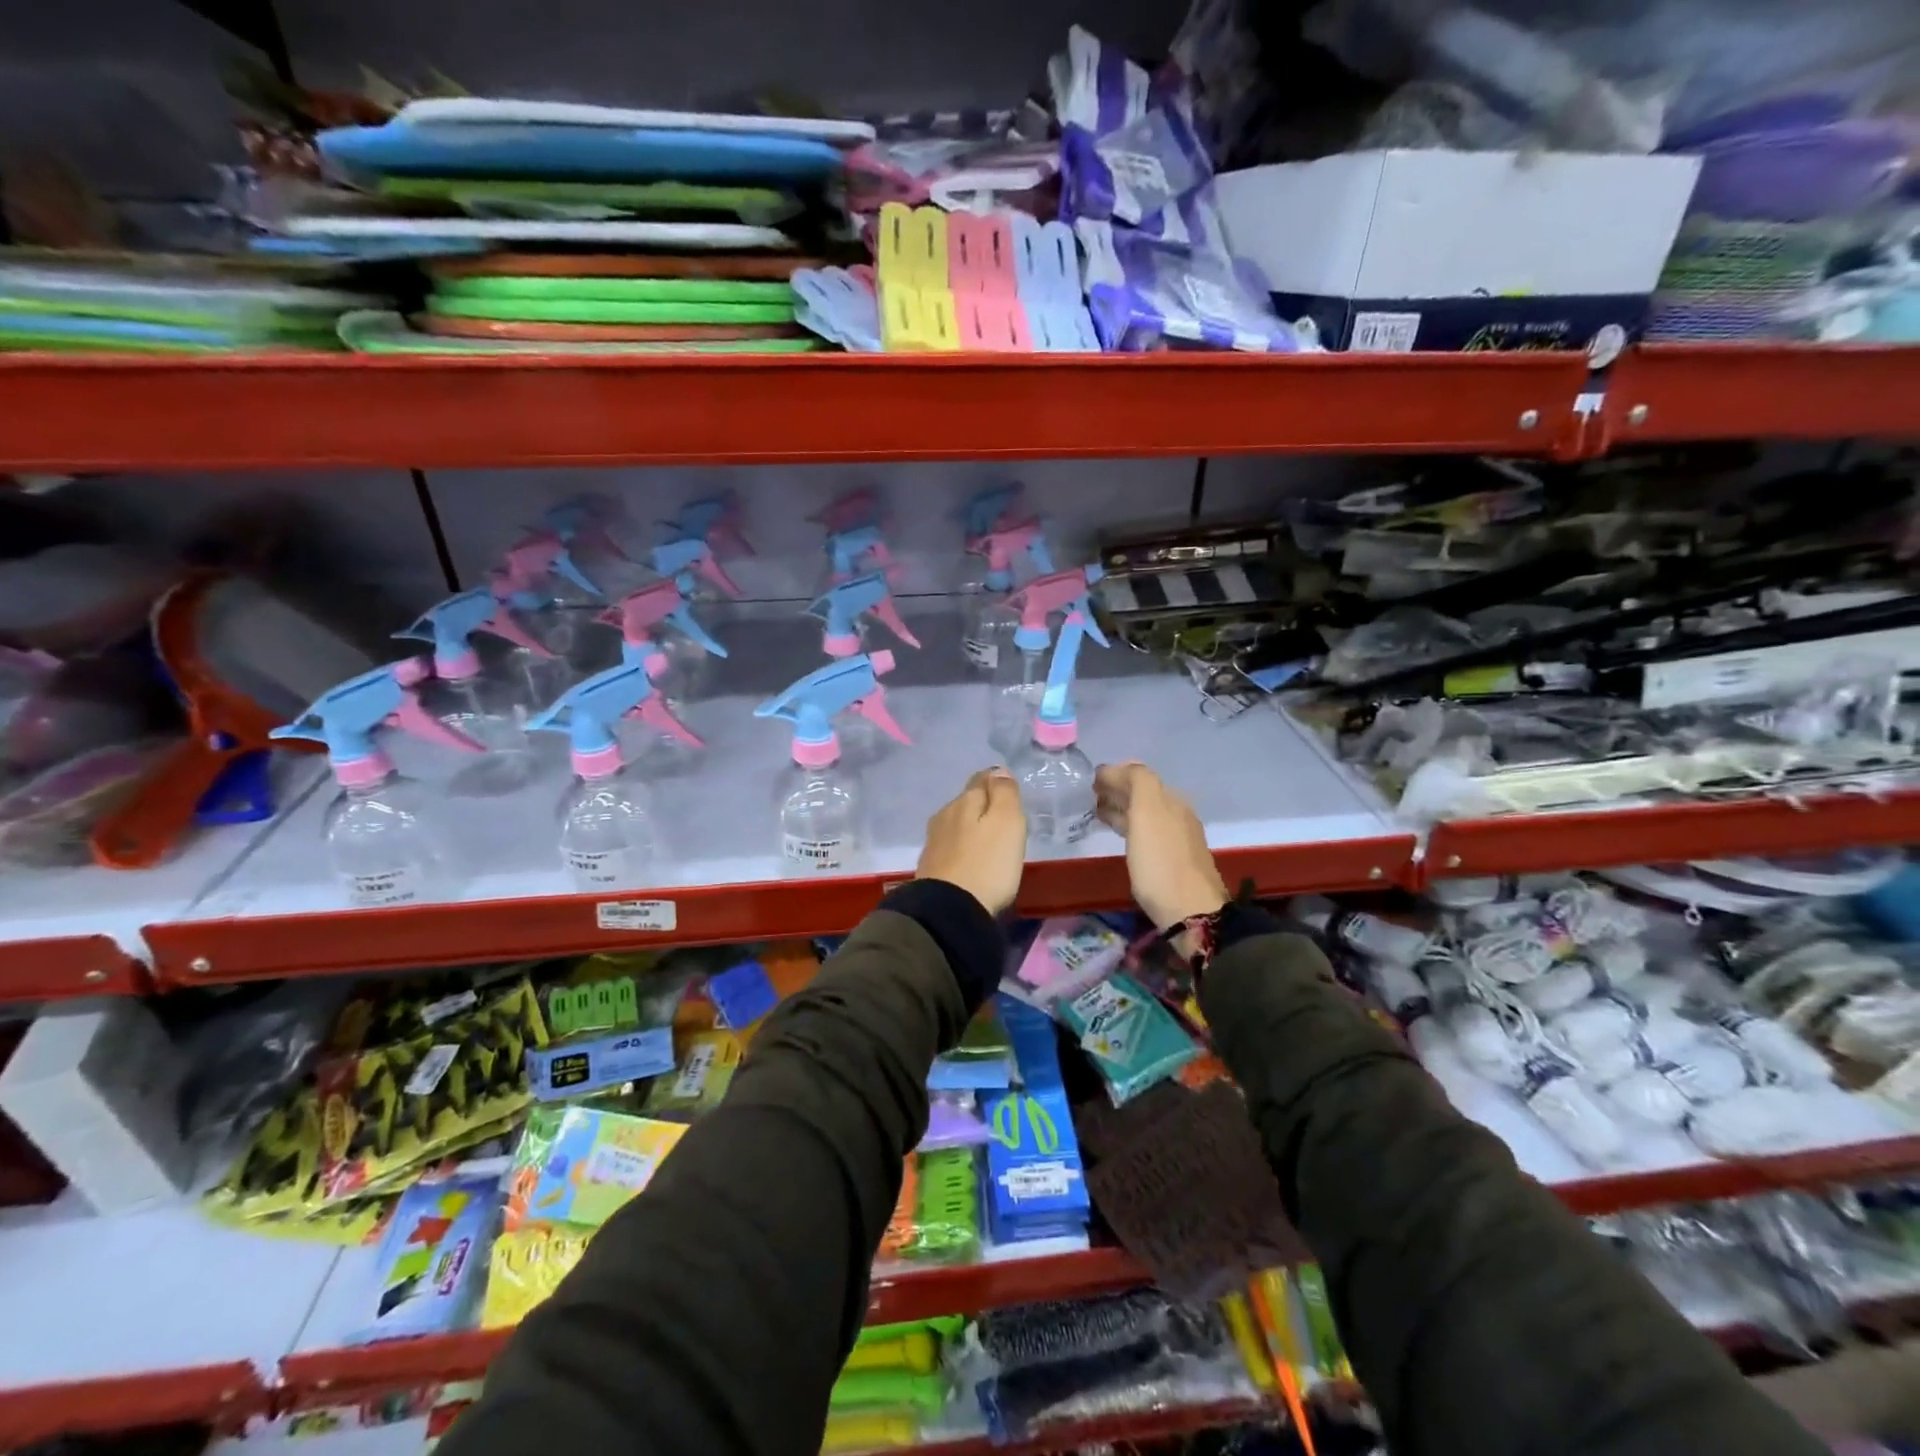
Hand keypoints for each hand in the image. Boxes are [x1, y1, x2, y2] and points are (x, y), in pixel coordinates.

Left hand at [916, 768, 1026, 914]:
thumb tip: (998, 770)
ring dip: (971, 828)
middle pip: (967, 801)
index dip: (997, 782)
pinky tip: (971, 859)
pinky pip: (951, 847)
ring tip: (989, 841)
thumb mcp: (1007, 823)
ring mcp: (934, 842)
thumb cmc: (987, 864)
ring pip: (957, 824)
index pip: (981, 779)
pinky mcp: (930, 867)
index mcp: (964, 801)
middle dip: (983, 805)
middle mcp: (944, 815)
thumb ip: (1004, 793)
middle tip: (1004, 818)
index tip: (1010, 791)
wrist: (949, 911)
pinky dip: (963, 848)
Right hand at [1094, 761, 1227, 929]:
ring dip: (1121, 808)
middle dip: (1117, 790)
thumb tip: (1117, 769)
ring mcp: (1177, 838)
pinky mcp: (1172, 860)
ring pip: (1144, 813)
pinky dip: (1129, 826)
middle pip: (1144, 794)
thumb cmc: (1161, 862)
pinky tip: (1120, 836)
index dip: (1115, 774)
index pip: (1140, 775)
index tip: (1091, 781)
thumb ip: (1137, 782)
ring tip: (1098, 813)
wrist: (1191, 912)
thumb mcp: (1148, 812)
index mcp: (1171, 799)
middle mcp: (1177, 814)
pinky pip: (1146, 832)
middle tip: (1090, 796)